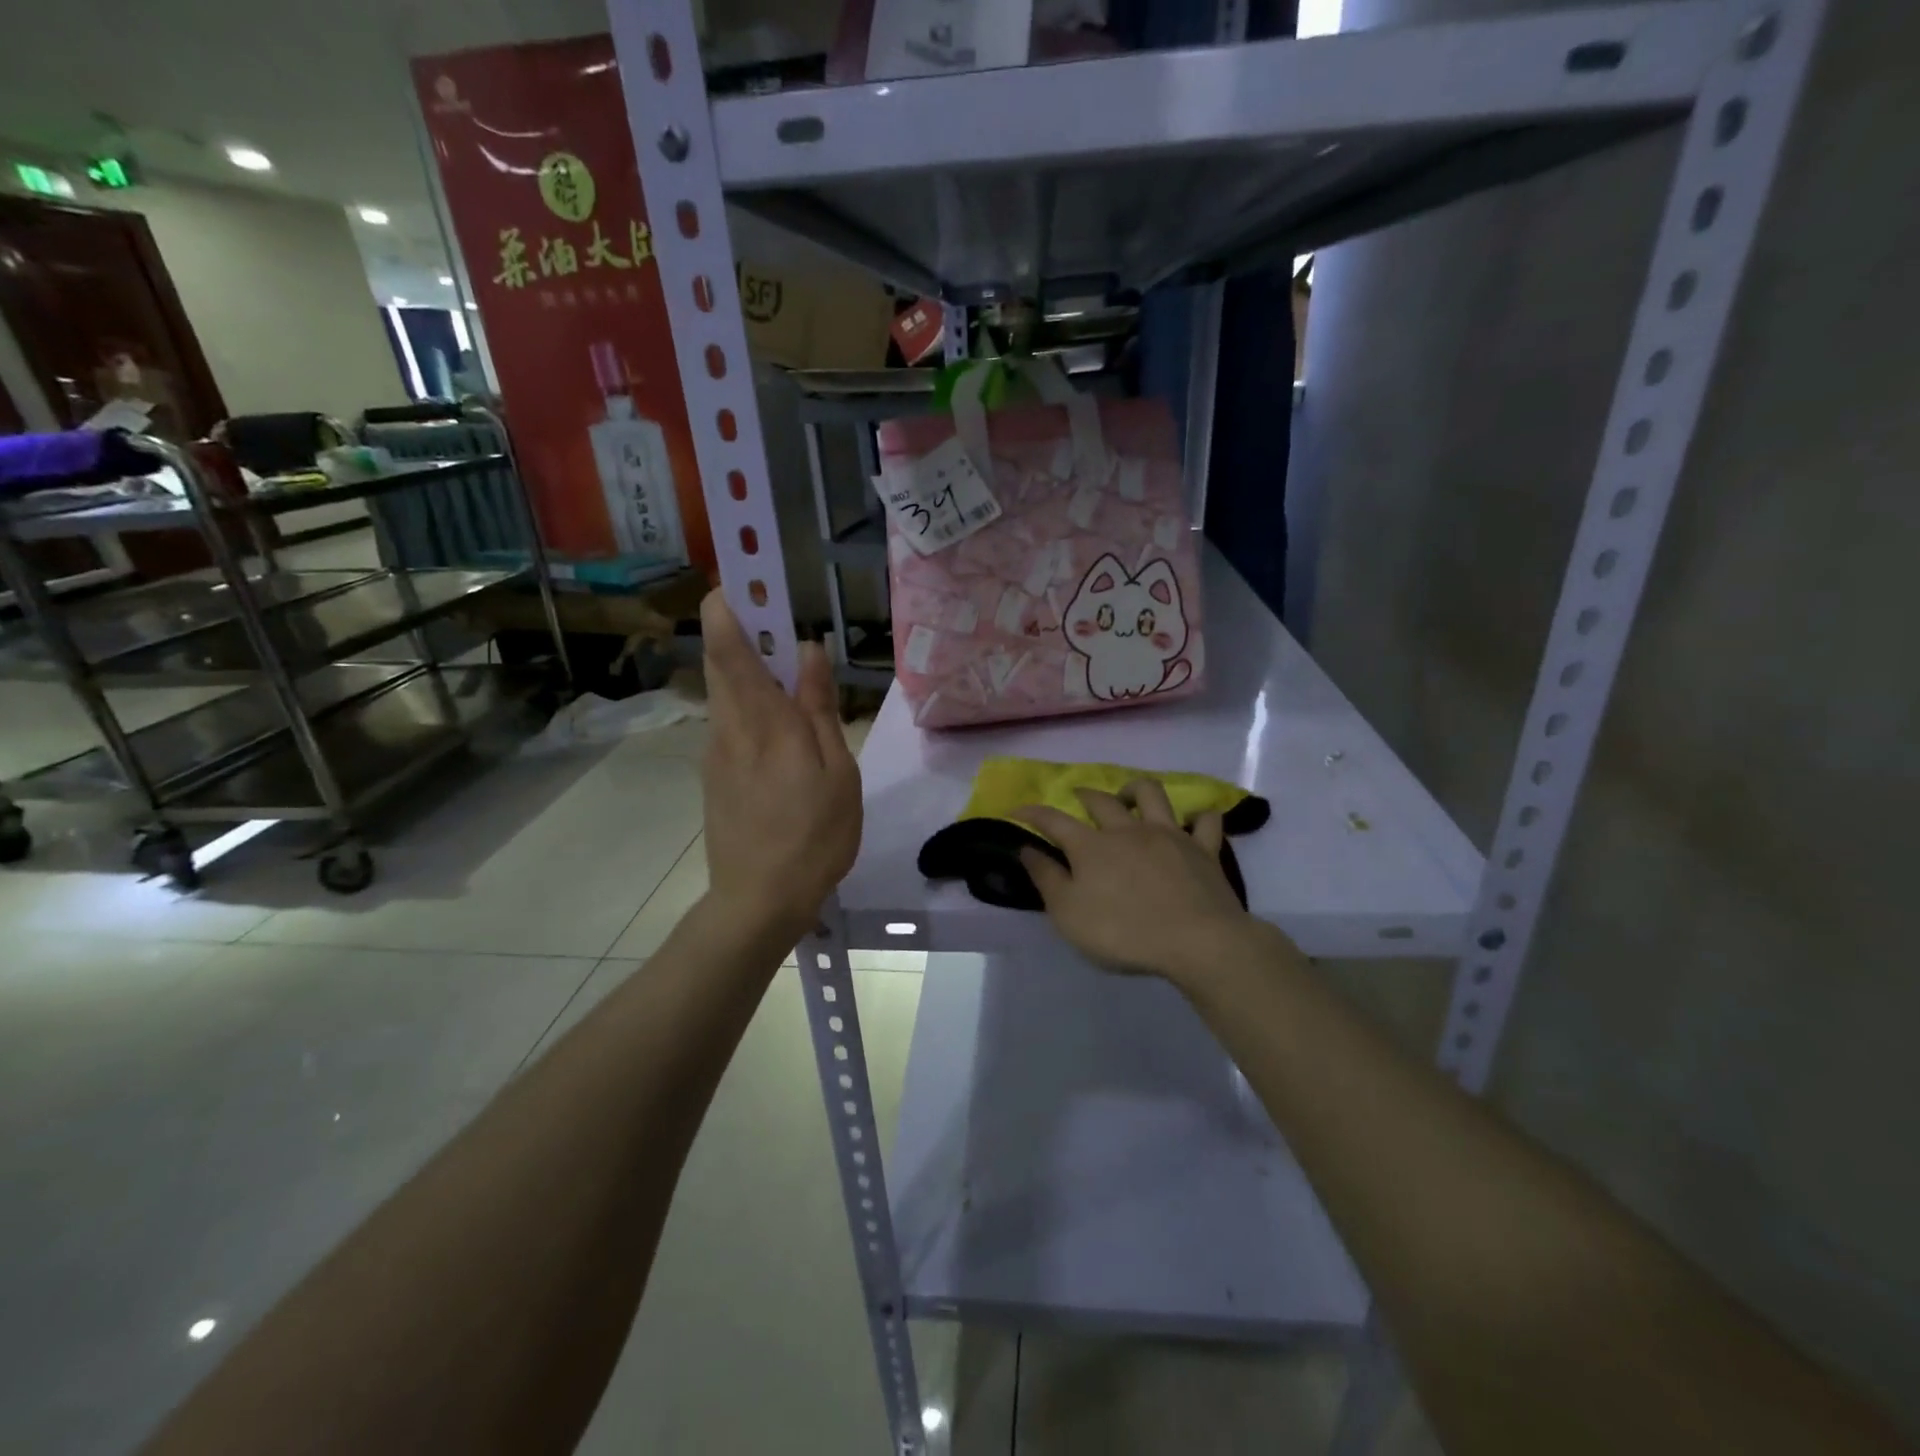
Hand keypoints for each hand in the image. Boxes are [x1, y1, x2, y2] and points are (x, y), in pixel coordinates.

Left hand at [699, 592, 860, 939]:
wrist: (758, 901)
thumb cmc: (812, 836)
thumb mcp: (835, 772)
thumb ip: (819, 708)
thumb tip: (810, 651)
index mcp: (761, 720)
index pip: (728, 645)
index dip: (729, 603)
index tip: (745, 575)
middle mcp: (728, 726)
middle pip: (721, 659)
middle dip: (742, 626)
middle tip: (780, 617)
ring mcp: (716, 752)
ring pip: (725, 690)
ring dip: (749, 666)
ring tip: (792, 672)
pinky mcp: (715, 775)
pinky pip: (731, 721)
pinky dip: (750, 703)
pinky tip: (782, 729)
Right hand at [1015, 779, 1252, 984]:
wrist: (1197, 941)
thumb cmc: (1124, 933)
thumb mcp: (1068, 914)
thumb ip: (1046, 878)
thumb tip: (1026, 849)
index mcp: (1091, 846)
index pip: (1053, 820)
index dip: (1032, 812)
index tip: (1017, 809)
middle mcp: (1128, 830)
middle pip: (1102, 800)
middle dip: (1084, 795)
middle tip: (1077, 798)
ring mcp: (1169, 835)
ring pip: (1151, 794)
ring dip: (1135, 790)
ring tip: (1129, 798)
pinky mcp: (1204, 849)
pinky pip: (1205, 821)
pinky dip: (1197, 817)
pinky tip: (1190, 823)